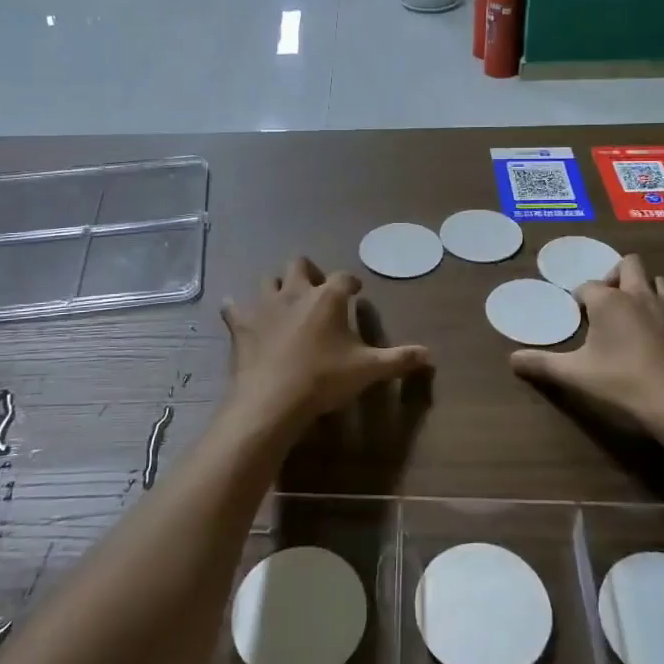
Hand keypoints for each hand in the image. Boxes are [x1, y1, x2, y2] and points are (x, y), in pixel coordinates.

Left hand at [222, 257, 431, 433]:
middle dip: (310, 271)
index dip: (351, 283)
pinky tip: (241, 315)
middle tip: (317, 289)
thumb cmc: (324, 379)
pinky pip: (234, 307)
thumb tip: (429, 354)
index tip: (355, 292)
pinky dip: (238, 309)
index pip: (344, 278)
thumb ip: (398, 359)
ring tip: (284, 300)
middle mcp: (295, 292)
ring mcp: (264, 305)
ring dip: (277, 285)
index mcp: (328, 298)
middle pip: (300, 264)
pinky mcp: (241, 323)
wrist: (273, 399)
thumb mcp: (368, 370)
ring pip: (269, 279)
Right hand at [509, 254, 663, 437]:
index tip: (578, 315)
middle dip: (616, 275)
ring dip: (645, 290)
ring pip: (658, 281)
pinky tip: (663, 341)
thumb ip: (543, 365)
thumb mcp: (576, 376)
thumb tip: (512, 360)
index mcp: (609, 302)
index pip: (588, 285)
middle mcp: (640, 296)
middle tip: (608, 302)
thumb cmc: (623, 383)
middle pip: (629, 265)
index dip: (580, 298)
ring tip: (636, 316)